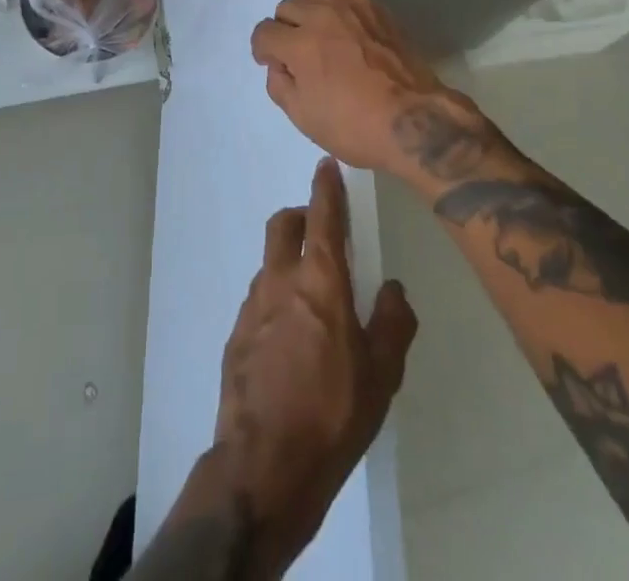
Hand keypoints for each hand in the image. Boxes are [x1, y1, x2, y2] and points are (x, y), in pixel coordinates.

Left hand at [211, 158, 416, 576]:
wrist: (265, 463)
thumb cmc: (334, 414)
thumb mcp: (382, 374)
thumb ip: (392, 322)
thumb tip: (392, 287)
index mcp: (320, 281)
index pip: (324, 217)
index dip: (326, 187)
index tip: (326, 165)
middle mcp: (281, 280)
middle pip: (284, 224)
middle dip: (301, 215)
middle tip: (321, 231)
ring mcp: (252, 305)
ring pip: (269, 261)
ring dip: (289, 260)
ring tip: (311, 295)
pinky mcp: (236, 333)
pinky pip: (259, 297)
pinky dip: (276, 296)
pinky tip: (290, 335)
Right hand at [251, 0, 478, 175]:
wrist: (414, 120)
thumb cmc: (356, 126)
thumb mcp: (304, 118)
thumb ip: (280, 86)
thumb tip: (277, 65)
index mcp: (298, 47)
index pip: (264, 35)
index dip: (263, 51)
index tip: (272, 64)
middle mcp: (318, 18)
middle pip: (285, 11)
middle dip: (283, 32)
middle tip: (296, 55)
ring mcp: (347, 7)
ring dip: (301, 9)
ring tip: (308, 27)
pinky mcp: (370, 5)